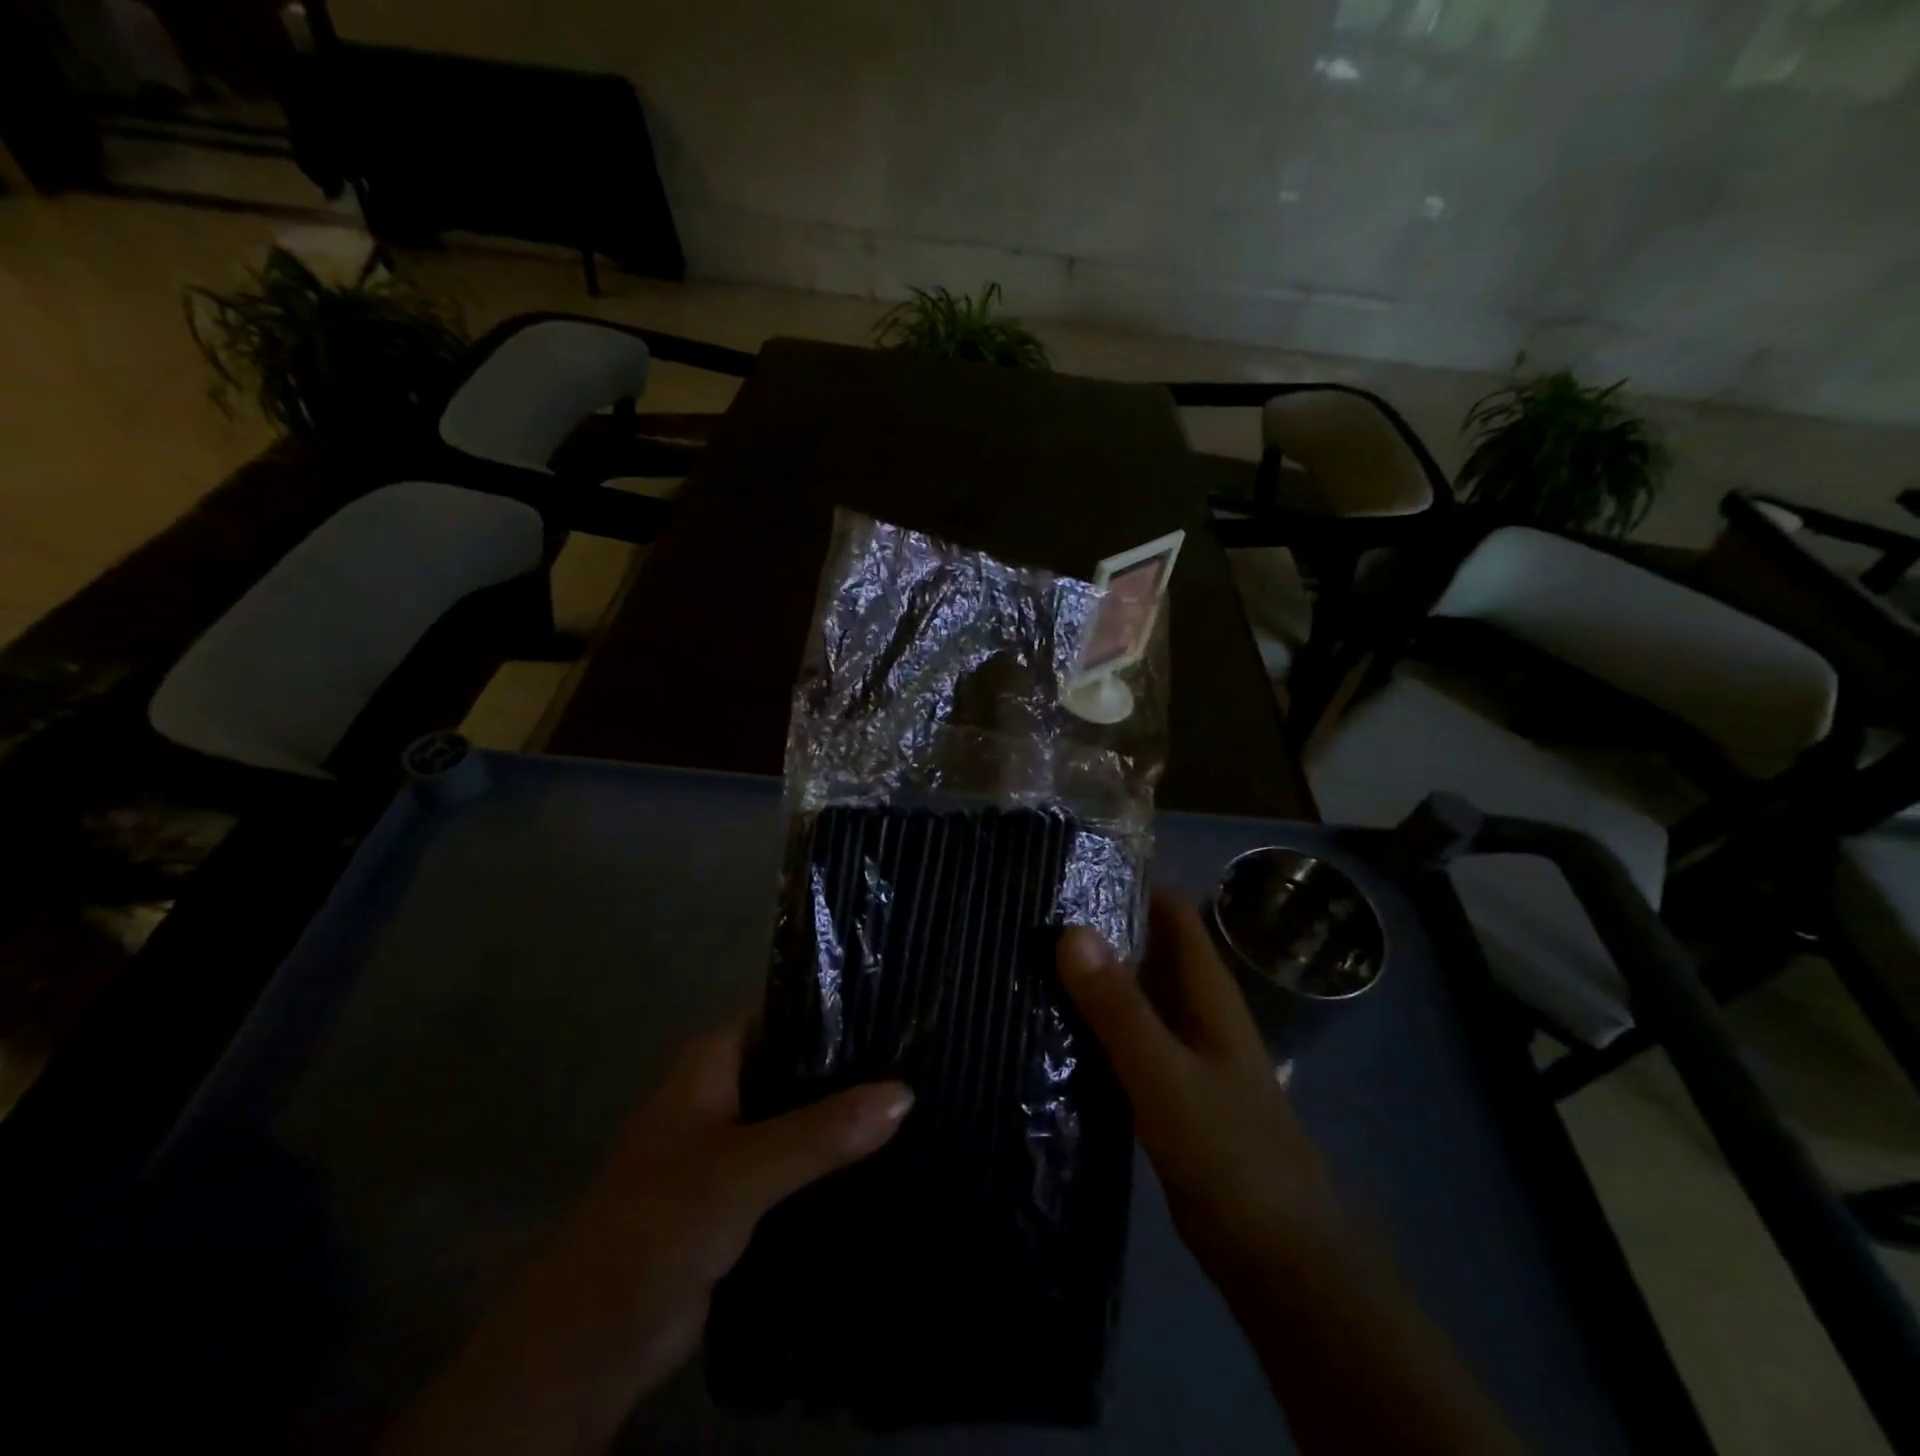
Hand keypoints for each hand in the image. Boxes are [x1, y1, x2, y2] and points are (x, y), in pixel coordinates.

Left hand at [382, 1019, 911, 1455]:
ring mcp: (734, 1142)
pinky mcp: (744, 1192)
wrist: (593, 1338)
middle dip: (853, 1061)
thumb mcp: (743, 1168)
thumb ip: (822, 1131)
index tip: (899, 1000)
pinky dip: (834, 1157)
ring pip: (802, 1112)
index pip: (786, 1008)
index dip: (838, 1001)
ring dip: (847, 1112)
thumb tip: (906, 1092)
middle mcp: (725, 1089)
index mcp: (713, 1060)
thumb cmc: (657, 1222)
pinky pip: (799, 1160)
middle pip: (799, 1060)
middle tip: (922, 1052)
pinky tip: (887, 1152)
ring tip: (920, 1094)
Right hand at [1059, 895, 1528, 1455]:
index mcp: (1207, 992)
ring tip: (1026, 957)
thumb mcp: (1166, 1075)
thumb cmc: (1230, 1153)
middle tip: (1030, 911)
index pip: (1172, 912)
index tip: (1070, 866)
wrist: (1278, 1260)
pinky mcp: (1167, 1094)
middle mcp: (1196, 1012)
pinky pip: (1125, 1042)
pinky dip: (1093, 1026)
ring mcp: (1183, 1054)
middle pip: (1148, 950)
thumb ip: (1119, 1007)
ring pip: (1133, 996)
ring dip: (1092, 978)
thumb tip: (1069, 930)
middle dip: (1099, 928)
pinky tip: (1048, 1026)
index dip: (1131, 882)